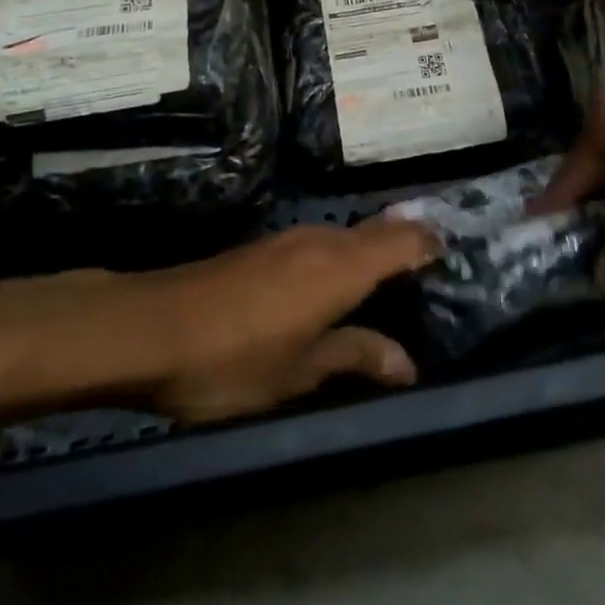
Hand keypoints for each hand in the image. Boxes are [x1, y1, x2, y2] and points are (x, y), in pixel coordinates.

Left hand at [117, 221, 437, 422]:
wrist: (150, 327)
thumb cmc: (232, 359)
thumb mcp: (299, 373)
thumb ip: (355, 357)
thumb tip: (407, 363)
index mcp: (340, 267)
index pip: (401, 241)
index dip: (429, 244)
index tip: (453, 254)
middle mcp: (321, 240)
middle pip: (378, 231)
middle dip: (405, 243)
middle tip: (431, 268)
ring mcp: (289, 239)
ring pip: (347, 234)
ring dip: (372, 248)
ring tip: (391, 277)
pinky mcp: (265, 247)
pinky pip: (321, 242)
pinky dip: (342, 254)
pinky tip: (336, 280)